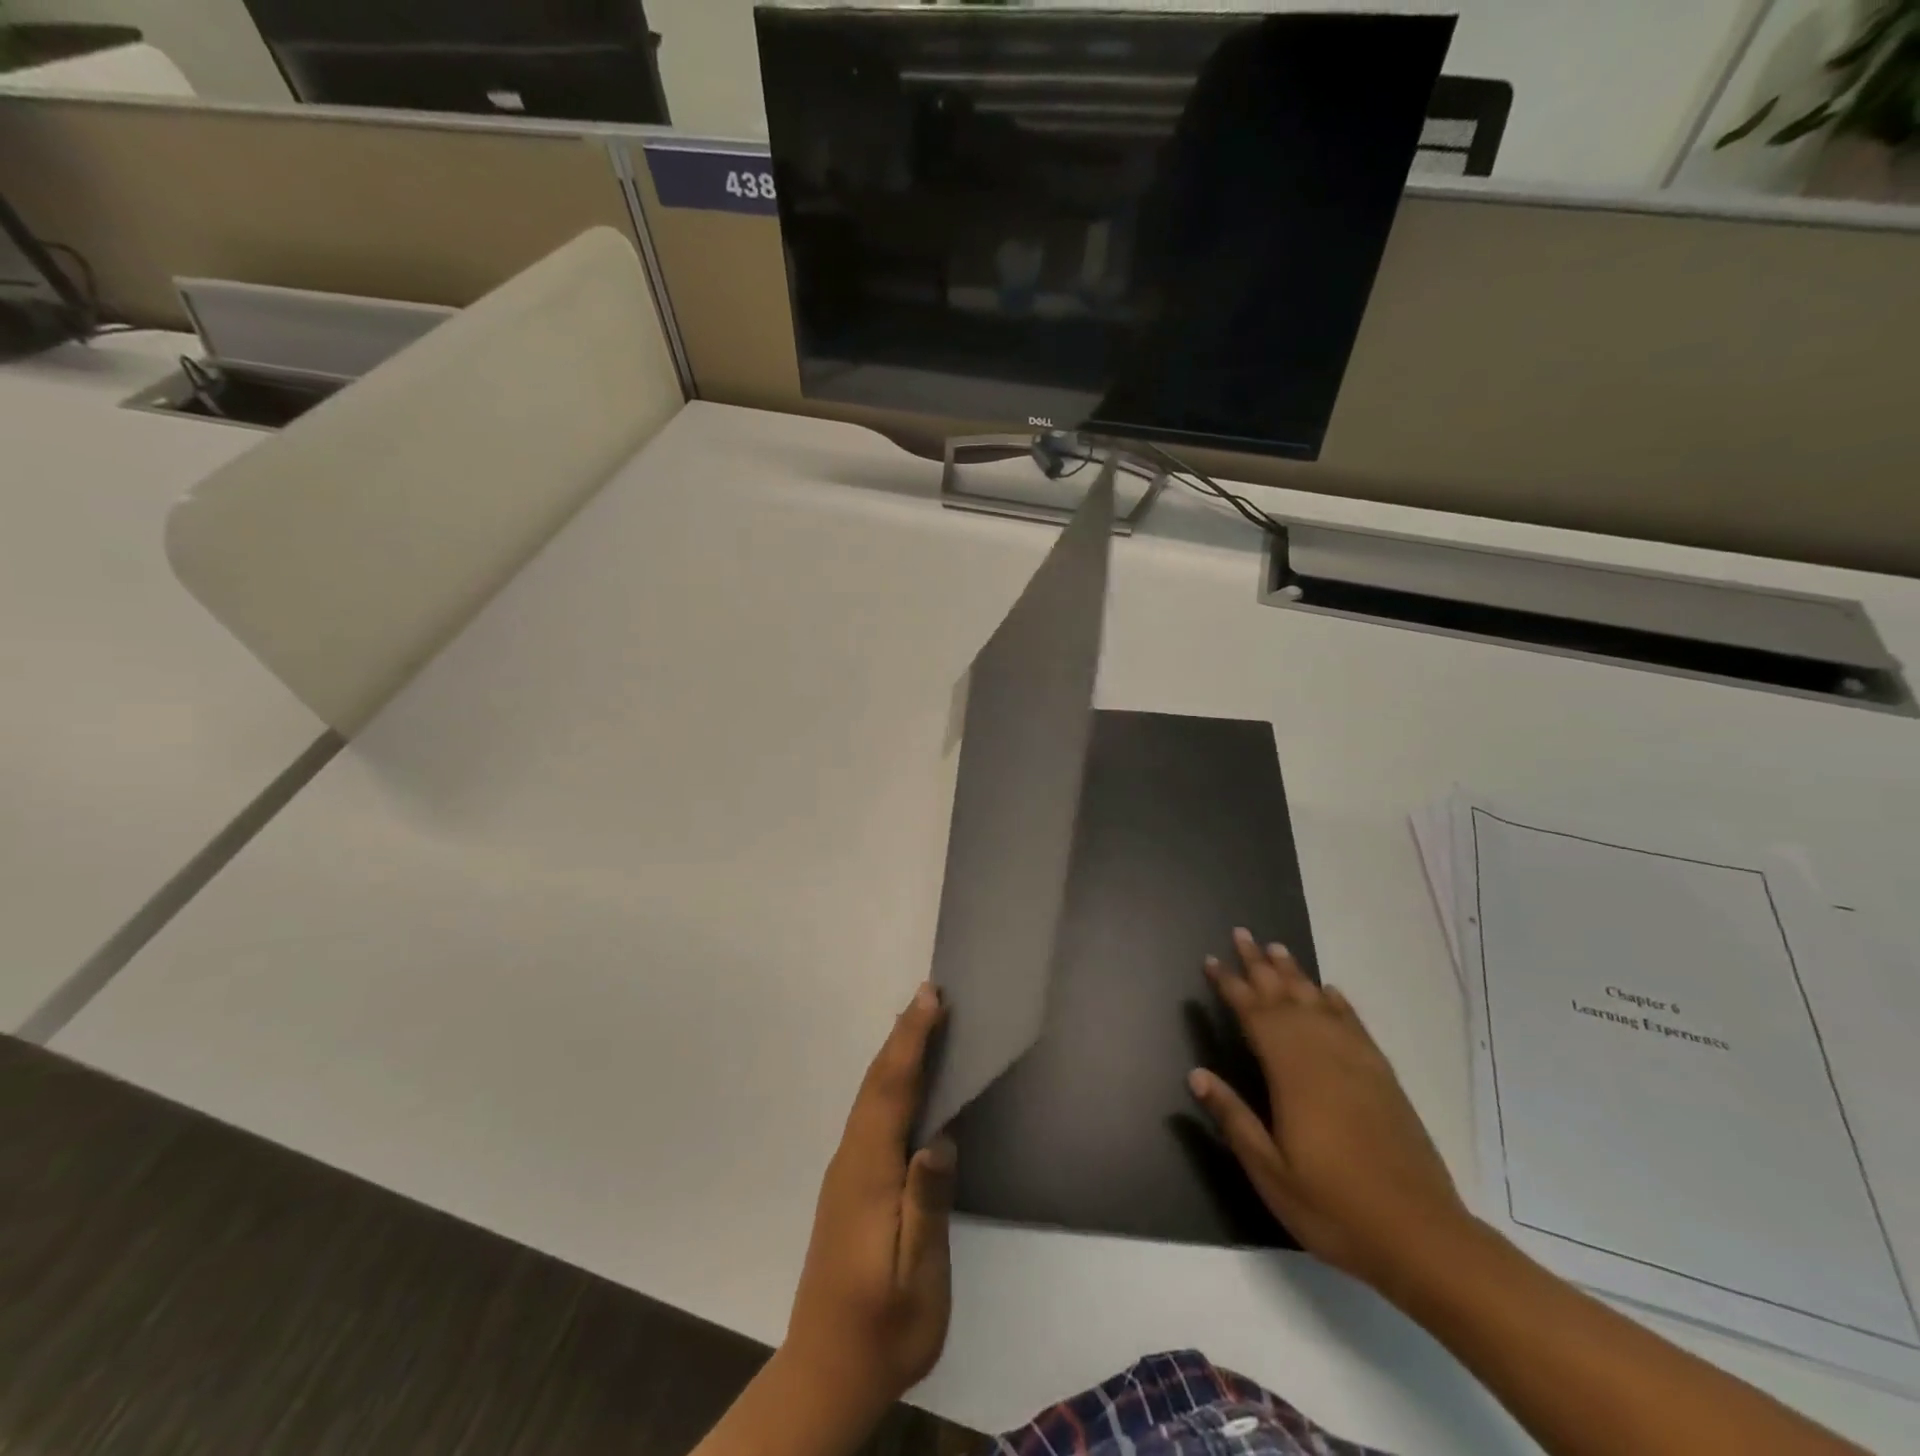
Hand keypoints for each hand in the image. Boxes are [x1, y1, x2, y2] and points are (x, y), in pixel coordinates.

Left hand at [784, 982, 955, 1420]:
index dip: (912, 1042)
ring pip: (869, 1096)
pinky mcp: (848, 1186)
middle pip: (877, 1084)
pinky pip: (869, 1114)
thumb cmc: (884, 1327)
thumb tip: (937, 1137)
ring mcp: (845, 1173)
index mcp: (870, 1176)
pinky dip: (886, 1081)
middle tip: (928, 993)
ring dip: (893, 1053)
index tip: (931, 1000)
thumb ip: (926, 1205)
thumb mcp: (917, 1276)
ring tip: (917, 1021)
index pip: (893, 1092)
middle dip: (902, 1035)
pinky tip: (900, 1081)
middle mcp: (852, 1162)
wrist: (827, 1373)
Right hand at [1188, 929, 1472, 1294]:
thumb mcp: (1271, 1171)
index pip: (1253, 1014)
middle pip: (1285, 996)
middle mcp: (1323, 1054)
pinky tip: (1329, 991)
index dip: (1230, 985)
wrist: (1422, 1236)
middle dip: (1259, 964)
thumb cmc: (1334, 1206)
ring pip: (1318, 1003)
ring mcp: (1357, 1063)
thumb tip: (1196, 1074)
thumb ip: (1234, 1118)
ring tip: (1276, 947)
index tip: (1211, 960)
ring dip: (1295, 973)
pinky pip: (1355, 1025)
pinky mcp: (1383, 1077)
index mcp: (1291, 1073)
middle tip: (1241, 933)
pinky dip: (1338, 1002)